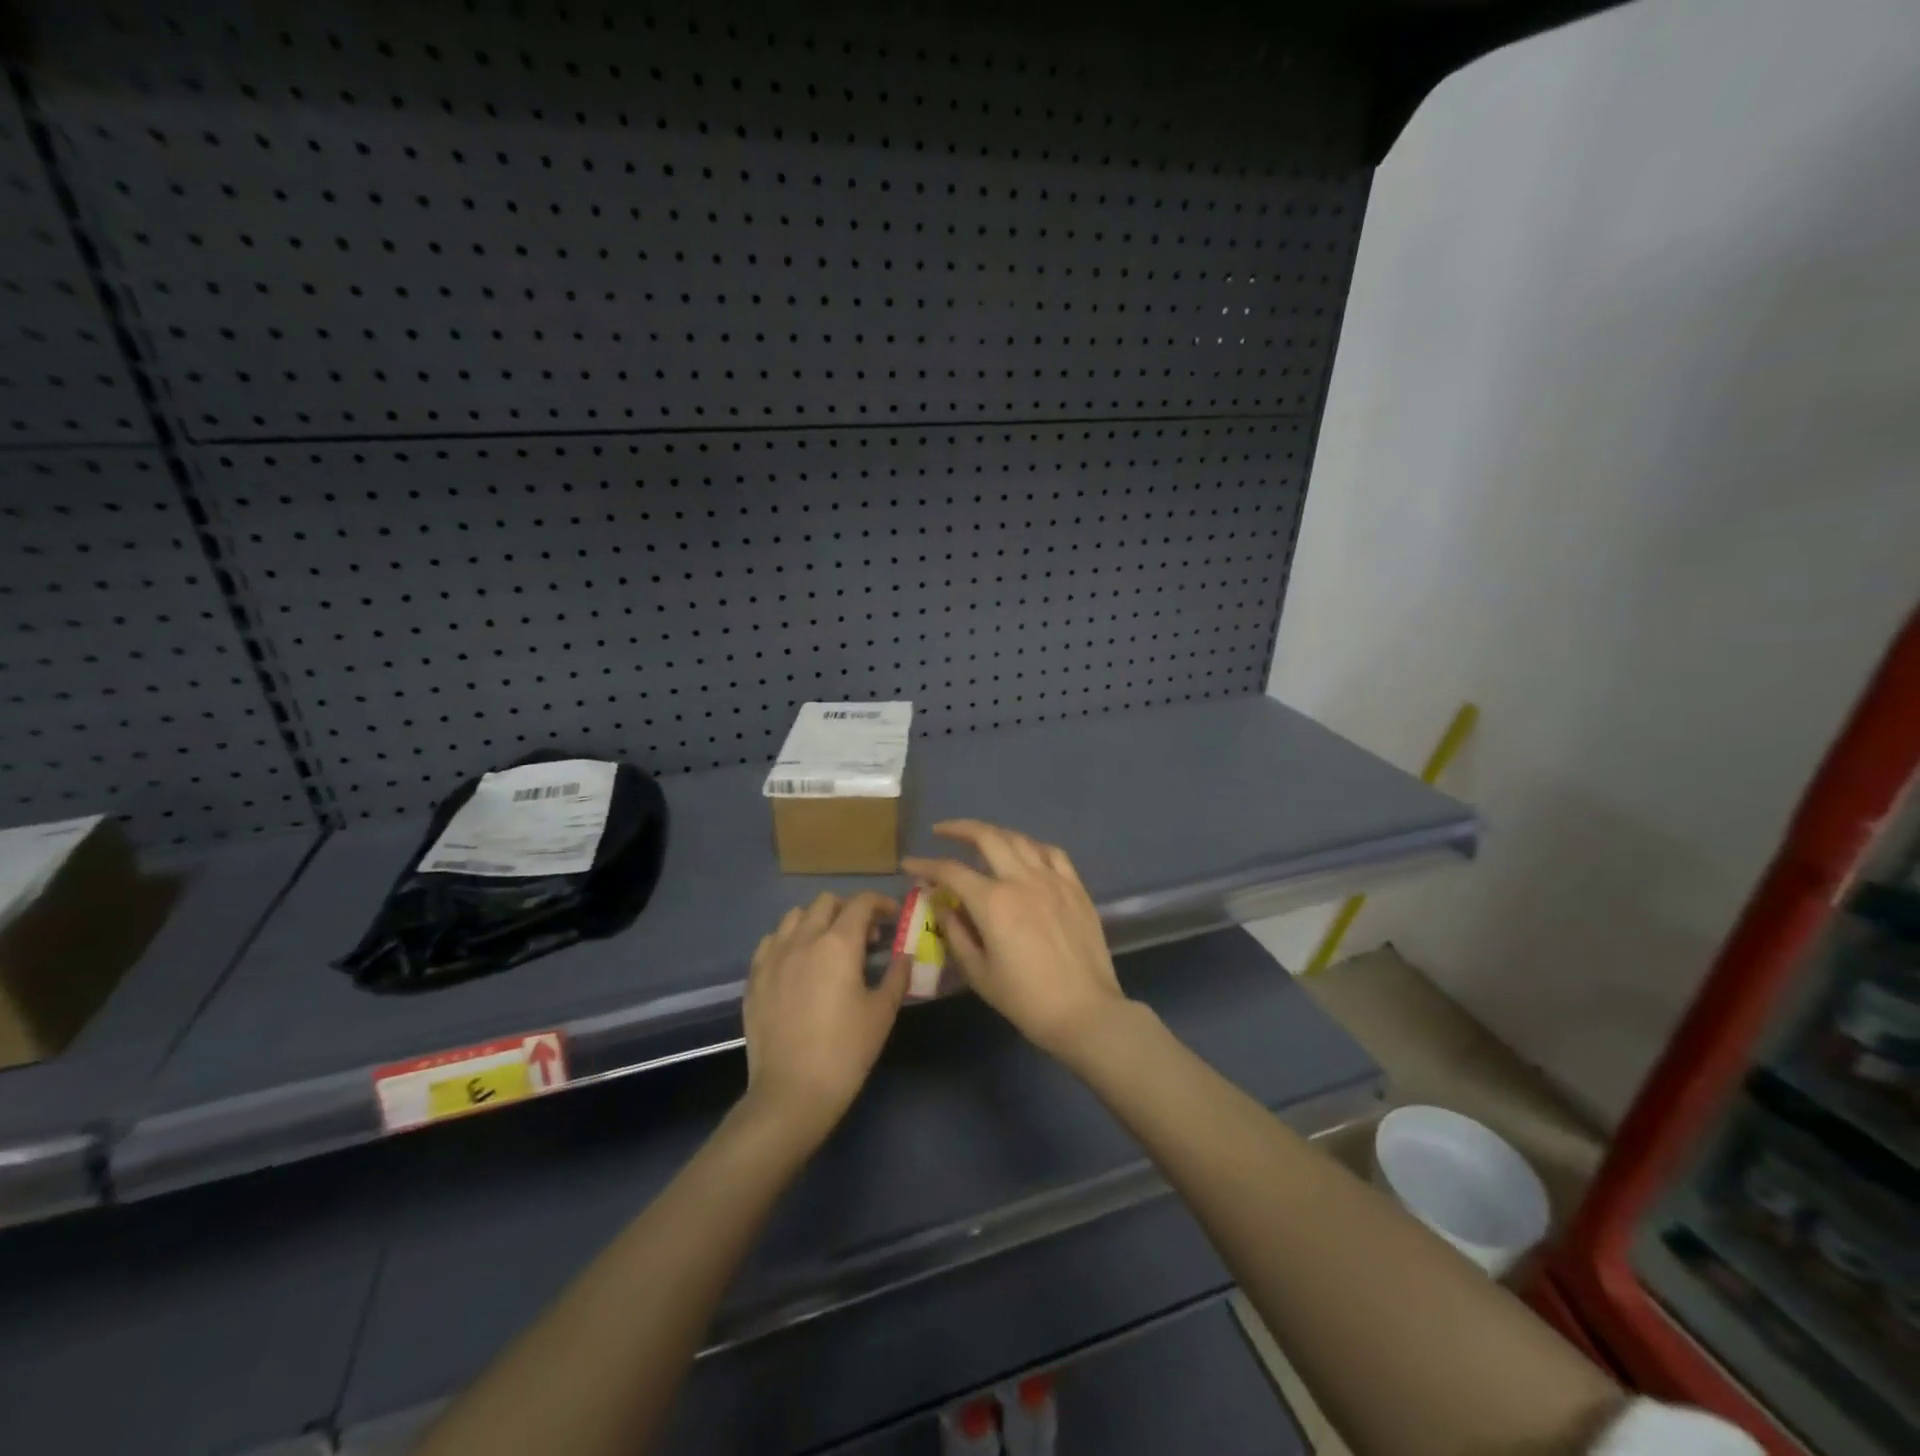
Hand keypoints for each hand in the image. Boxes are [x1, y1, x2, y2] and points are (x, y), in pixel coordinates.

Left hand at [741, 891, 904, 1146]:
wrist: (791, 1093)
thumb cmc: (846, 1051)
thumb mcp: (882, 1012)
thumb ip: (897, 974)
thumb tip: (905, 952)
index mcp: (839, 943)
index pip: (861, 902)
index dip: (880, 903)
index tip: (892, 917)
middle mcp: (804, 939)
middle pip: (826, 902)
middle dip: (849, 910)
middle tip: (864, 936)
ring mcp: (774, 956)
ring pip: (795, 916)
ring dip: (817, 920)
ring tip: (828, 945)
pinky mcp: (755, 976)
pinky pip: (772, 941)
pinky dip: (789, 940)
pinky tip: (798, 962)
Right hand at [903, 820, 1127, 1059]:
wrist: (1085, 1011)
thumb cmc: (1025, 999)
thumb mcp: (979, 972)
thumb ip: (955, 933)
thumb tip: (940, 904)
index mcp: (993, 902)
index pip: (950, 871)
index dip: (925, 865)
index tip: (909, 864)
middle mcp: (1022, 879)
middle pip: (986, 837)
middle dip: (959, 829)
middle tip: (941, 832)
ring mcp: (1052, 879)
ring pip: (1019, 839)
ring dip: (994, 833)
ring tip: (979, 839)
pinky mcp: (1075, 887)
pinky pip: (1052, 853)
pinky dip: (1031, 846)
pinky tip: (1025, 853)